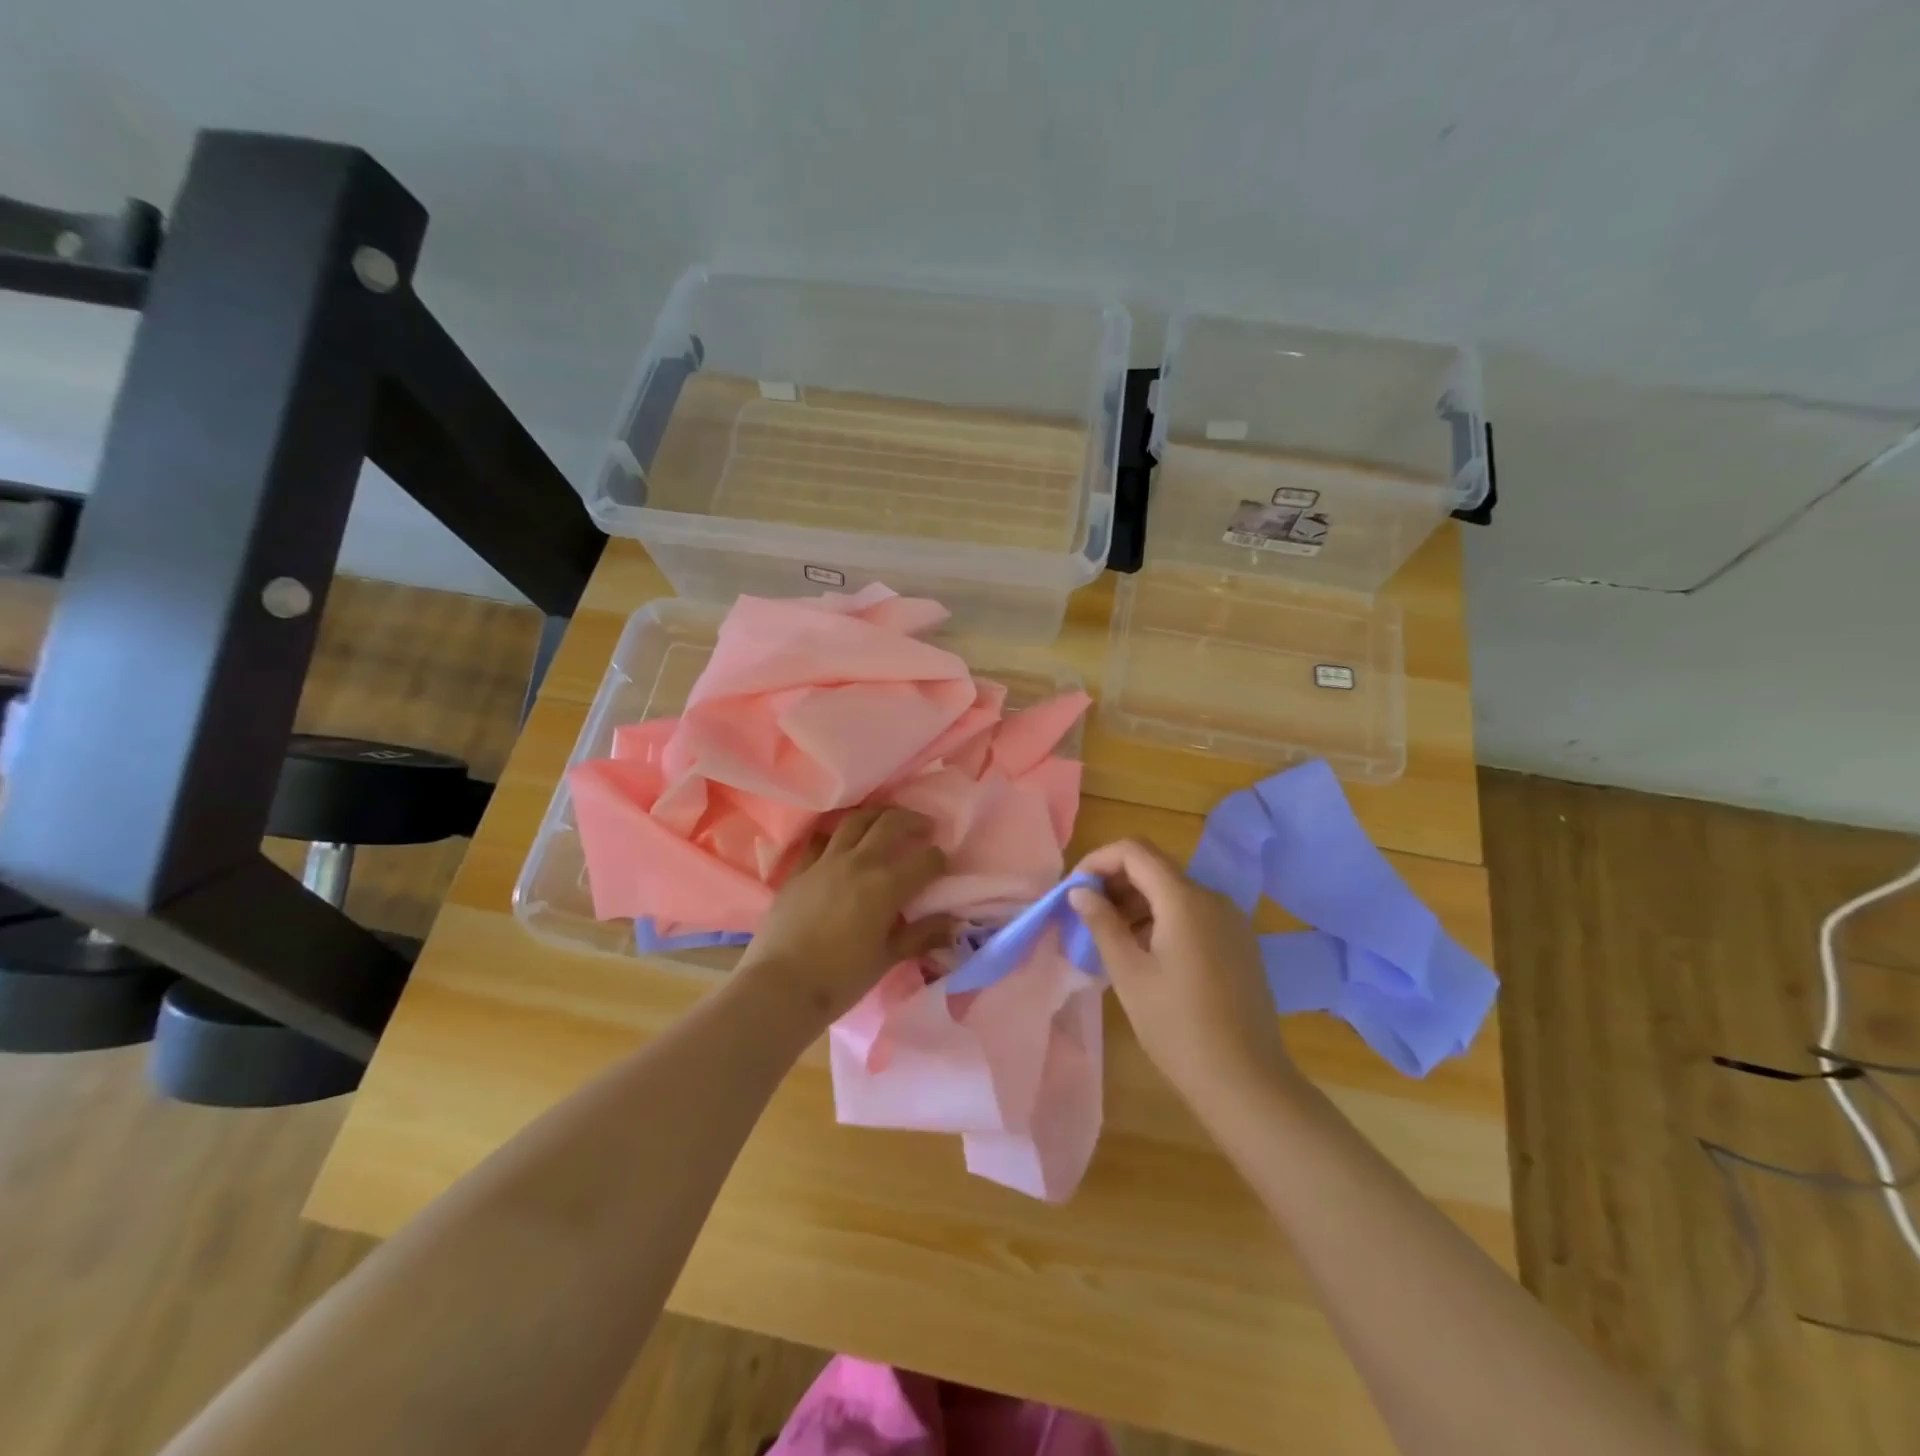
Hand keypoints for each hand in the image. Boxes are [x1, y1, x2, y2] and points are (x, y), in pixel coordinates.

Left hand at [738, 807, 954, 1025]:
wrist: (781, 986)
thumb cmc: (841, 978)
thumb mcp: (887, 958)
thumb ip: (920, 936)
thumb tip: (951, 924)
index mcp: (886, 885)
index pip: (925, 860)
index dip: (939, 859)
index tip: (942, 864)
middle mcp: (858, 862)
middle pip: (890, 824)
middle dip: (912, 821)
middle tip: (923, 827)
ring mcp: (825, 861)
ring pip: (855, 821)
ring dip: (876, 816)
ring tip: (885, 822)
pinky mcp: (799, 870)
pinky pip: (821, 840)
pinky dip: (836, 836)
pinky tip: (841, 843)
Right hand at [1068, 839, 1299, 1111]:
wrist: (1246, 1081)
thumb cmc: (1178, 1027)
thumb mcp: (1129, 974)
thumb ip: (1102, 923)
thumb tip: (1080, 891)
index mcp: (1185, 899)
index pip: (1134, 851)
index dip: (1098, 860)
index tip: (1074, 890)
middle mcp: (1212, 898)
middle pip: (1155, 867)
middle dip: (1115, 881)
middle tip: (1085, 915)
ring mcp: (1230, 920)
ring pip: (1173, 891)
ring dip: (1136, 902)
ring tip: (1109, 937)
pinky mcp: (1238, 942)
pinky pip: (1193, 913)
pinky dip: (1161, 918)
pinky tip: (1144, 952)